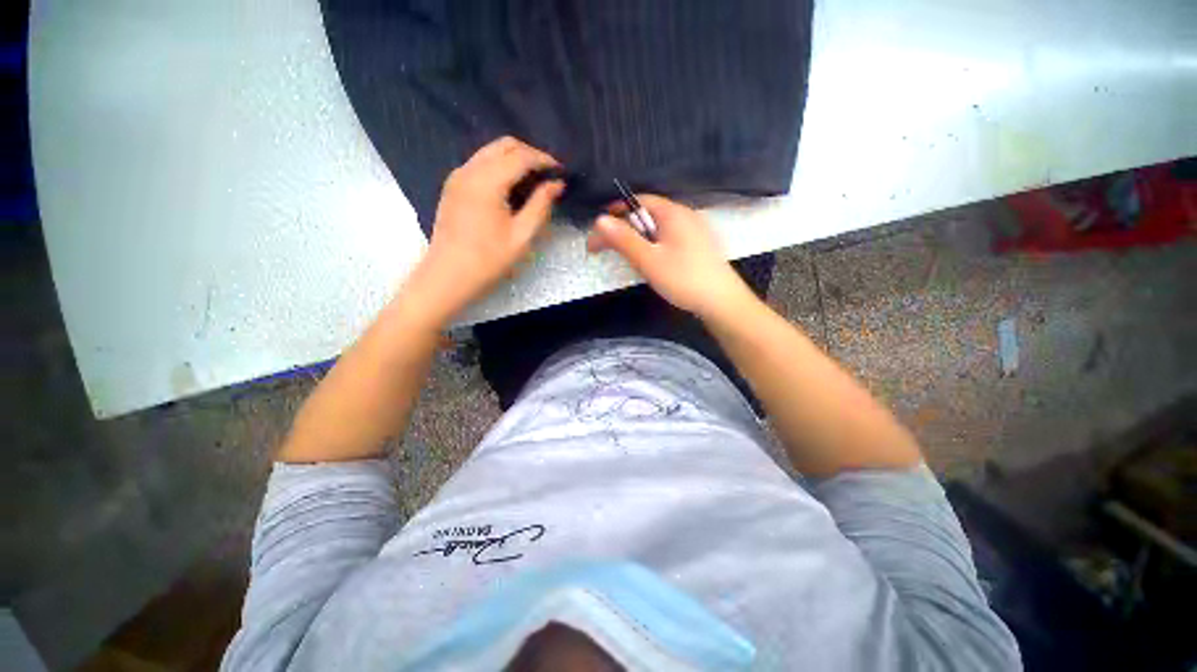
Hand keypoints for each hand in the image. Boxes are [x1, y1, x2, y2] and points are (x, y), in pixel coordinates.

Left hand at [403, 137, 562, 326]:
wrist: (448, 276)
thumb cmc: (488, 260)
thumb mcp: (522, 235)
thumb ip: (541, 205)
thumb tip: (556, 184)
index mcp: (487, 181)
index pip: (521, 156)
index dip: (544, 160)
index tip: (561, 171)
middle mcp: (469, 170)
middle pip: (504, 145)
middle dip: (530, 153)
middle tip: (548, 174)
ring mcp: (457, 176)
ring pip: (490, 152)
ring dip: (514, 159)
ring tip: (533, 180)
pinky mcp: (453, 186)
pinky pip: (480, 164)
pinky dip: (499, 167)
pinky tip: (511, 187)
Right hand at [586, 194, 752, 318]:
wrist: (722, 302)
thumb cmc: (683, 279)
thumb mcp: (648, 260)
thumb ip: (623, 239)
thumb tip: (599, 220)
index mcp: (673, 213)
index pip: (638, 200)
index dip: (616, 212)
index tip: (600, 230)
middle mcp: (685, 215)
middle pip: (648, 214)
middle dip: (625, 229)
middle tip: (608, 248)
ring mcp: (695, 230)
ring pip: (659, 228)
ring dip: (639, 239)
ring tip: (629, 258)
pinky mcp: (699, 246)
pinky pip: (670, 238)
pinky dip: (655, 246)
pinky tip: (654, 263)